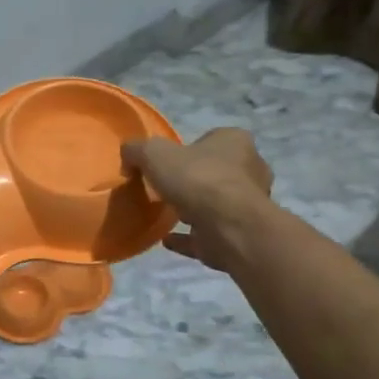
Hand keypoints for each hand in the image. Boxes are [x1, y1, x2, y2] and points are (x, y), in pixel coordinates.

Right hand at [121, 128, 275, 273]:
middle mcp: (250, 170)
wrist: (229, 227)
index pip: (213, 139)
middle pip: (217, 171)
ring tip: (165, 213)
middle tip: (166, 187)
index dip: (189, 148)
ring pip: (216, 203)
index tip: (168, 161)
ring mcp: (247, 205)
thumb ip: (137, 150)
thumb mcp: (154, 154)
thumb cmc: (197, 179)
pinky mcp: (238, 234)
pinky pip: (207, 233)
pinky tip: (166, 239)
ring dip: (193, 208)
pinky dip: (188, 237)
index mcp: (235, 142)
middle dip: (194, 179)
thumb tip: (128, 156)